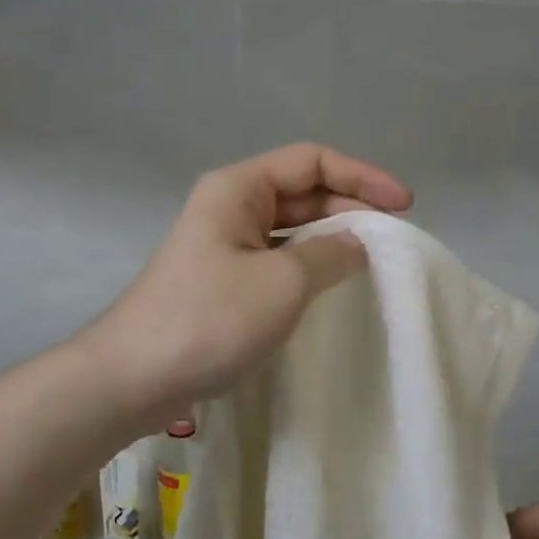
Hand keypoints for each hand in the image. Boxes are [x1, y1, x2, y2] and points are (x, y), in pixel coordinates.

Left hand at [88, 144, 412, 422]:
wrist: (133, 377)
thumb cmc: (209, 319)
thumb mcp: (284, 282)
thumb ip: (331, 254)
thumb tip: (360, 243)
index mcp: (238, 188)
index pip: (312, 161)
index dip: (363, 176)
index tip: (404, 206)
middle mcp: (229, 206)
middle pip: (302, 191)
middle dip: (350, 208)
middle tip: (392, 238)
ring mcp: (222, 244)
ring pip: (290, 228)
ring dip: (331, 238)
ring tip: (371, 261)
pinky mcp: (221, 281)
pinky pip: (276, 259)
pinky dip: (308, 265)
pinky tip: (330, 286)